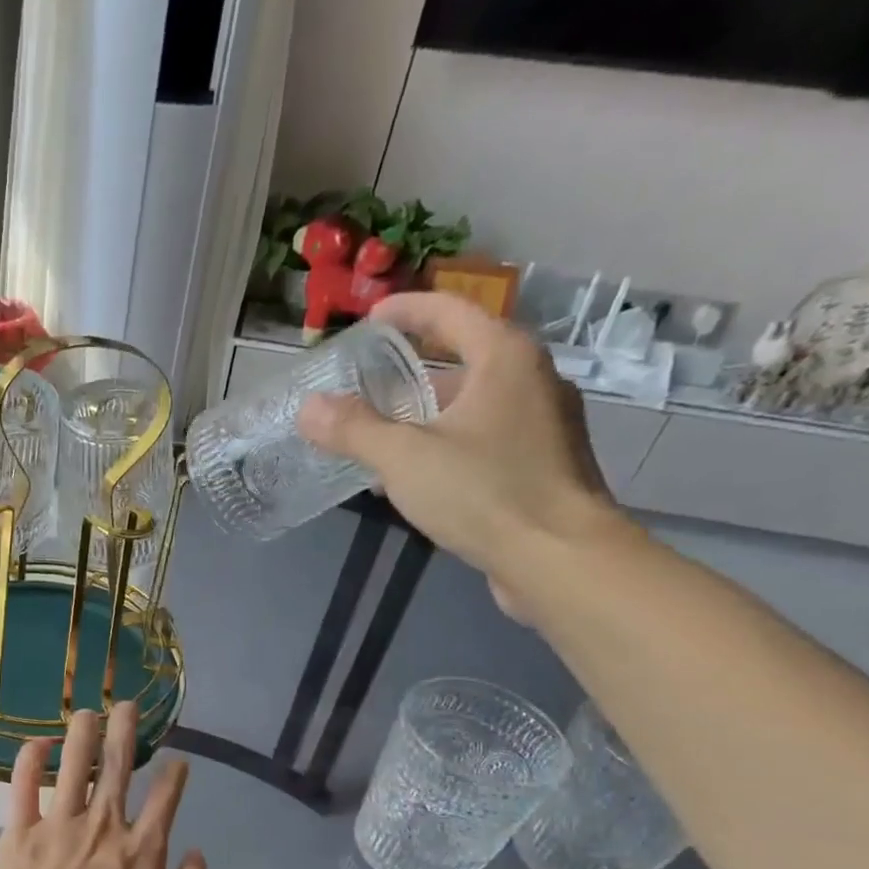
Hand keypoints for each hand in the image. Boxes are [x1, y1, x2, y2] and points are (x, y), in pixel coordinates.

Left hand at [0, 703, 211, 868]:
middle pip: (119, 766)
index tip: (178, 760)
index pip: (166, 799)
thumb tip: (198, 854)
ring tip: (87, 710)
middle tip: (127, 704)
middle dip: (126, 730)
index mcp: (141, 851)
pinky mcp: (20, 831)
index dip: (175, 774)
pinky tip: (38, 742)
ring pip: (74, 764)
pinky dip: (30, 760)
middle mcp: (104, 826)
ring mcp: (59, 824)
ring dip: (82, 733)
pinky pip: (24, 785)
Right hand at [296, 293, 625, 615]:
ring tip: (382, 435)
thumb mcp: (405, 458)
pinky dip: (448, 442)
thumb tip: (309, 408)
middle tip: (368, 384)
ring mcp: (543, 424)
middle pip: (464, 358)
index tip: (371, 319)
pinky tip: (419, 475)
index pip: (451, 312)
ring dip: (428, 413)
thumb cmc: (484, 492)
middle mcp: (532, 380)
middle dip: (413, 369)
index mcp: (505, 359)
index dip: (407, 310)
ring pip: (474, 403)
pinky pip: (485, 438)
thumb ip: (354, 429)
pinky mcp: (542, 464)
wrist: (559, 558)